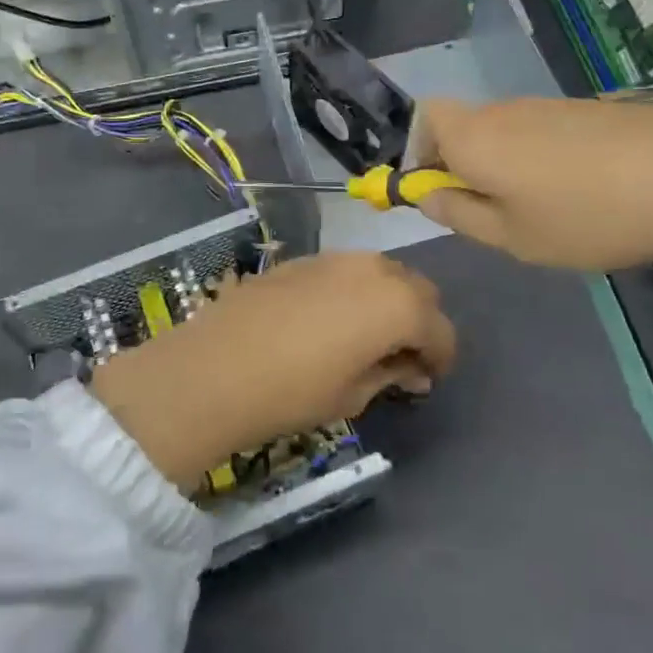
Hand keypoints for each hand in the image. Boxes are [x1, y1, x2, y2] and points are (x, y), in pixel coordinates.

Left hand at [89, 253, 455, 486]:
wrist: (212, 370)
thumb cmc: (292, 392)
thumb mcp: (352, 394)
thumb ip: (390, 373)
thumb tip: (410, 368)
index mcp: (397, 304)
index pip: (440, 329)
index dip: (441, 357)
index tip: (427, 379)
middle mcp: (372, 268)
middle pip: (417, 289)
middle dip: (419, 321)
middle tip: (401, 357)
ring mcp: (333, 258)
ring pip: (381, 272)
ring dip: (387, 300)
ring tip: (366, 336)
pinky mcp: (301, 258)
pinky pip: (345, 270)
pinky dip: (354, 290)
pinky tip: (330, 320)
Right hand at [409, 96, 652, 272]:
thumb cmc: (588, 215)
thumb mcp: (513, 236)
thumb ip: (459, 214)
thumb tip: (426, 194)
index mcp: (473, 136)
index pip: (423, 119)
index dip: (419, 153)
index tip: (440, 193)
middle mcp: (503, 110)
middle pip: (463, 127)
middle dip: (463, 167)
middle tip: (494, 215)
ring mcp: (548, 106)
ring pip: (504, 133)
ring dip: (505, 167)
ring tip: (546, 212)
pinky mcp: (586, 111)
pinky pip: (542, 133)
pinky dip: (543, 161)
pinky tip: (583, 195)